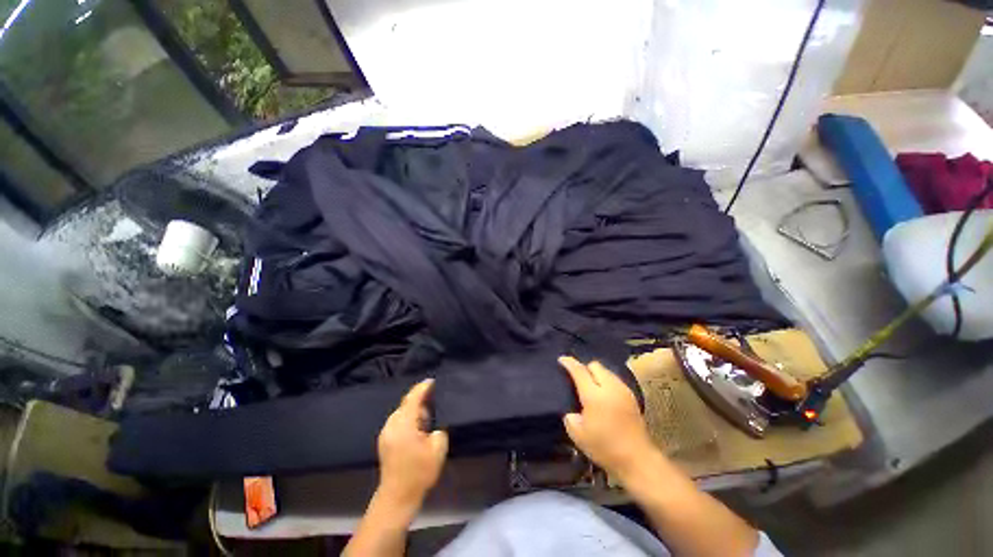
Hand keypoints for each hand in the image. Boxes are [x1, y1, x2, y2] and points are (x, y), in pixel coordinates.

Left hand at [376, 379, 448, 507]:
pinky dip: (408, 419)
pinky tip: (417, 429)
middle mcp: (392, 425)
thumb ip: (439, 429)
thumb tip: (434, 423)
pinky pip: (398, 421)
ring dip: (414, 411)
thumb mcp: (438, 448)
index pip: (413, 398)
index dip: (423, 388)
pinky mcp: (385, 441)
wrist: (397, 497)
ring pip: (402, 412)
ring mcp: (386, 433)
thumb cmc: (419, 472)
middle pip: (406, 403)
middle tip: (435, 404)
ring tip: (428, 419)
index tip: (432, 380)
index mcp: (404, 424)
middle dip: (420, 401)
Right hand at [559, 356, 657, 477]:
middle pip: (595, 365)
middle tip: (577, 379)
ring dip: (596, 374)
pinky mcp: (632, 396)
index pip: (579, 371)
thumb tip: (572, 409)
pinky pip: (615, 379)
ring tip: (590, 386)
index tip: (561, 359)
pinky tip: (604, 394)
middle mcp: (610, 387)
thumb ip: (570, 416)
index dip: (569, 363)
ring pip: (606, 371)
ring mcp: (623, 390)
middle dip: (584, 368)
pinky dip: (606, 381)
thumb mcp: (578, 435)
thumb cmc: (605, 448)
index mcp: (594, 396)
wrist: (637, 459)